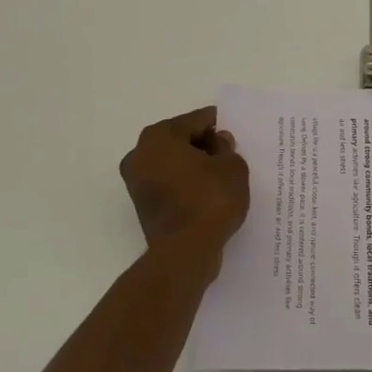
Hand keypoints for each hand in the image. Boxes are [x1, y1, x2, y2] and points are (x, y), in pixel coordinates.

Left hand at [120, 107, 249, 258]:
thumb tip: (218, 142)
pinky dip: (187, 184)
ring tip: (222, 174)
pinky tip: (208, 192)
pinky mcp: (143, 205)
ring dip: (194, 165)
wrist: (186, 251)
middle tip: (230, 153)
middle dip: (204, 144)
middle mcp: (140, 154)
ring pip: (173, 163)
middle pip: (180, 139)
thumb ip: (227, 148)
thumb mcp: (232, 167)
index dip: (217, 124)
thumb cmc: (210, 199)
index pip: (196, 120)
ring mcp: (137, 181)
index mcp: (160, 136)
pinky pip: (170, 184)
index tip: (234, 130)